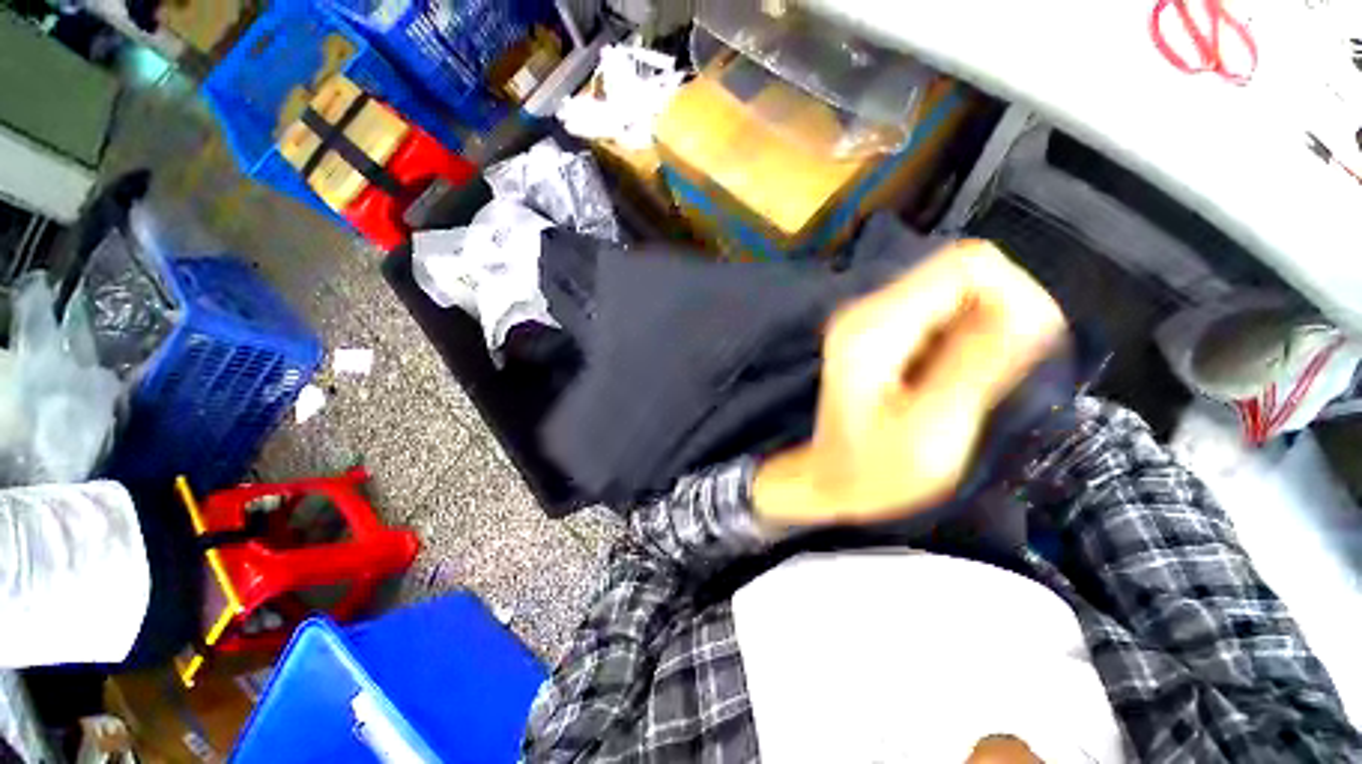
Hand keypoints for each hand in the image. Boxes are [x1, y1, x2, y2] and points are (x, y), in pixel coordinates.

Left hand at [752, 240, 1066, 528]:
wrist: (829, 478)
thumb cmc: (874, 470)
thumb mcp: (931, 430)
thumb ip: (976, 365)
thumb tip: (1032, 308)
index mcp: (876, 327)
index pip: (967, 265)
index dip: (1015, 295)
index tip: (1024, 350)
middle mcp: (868, 309)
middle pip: (963, 272)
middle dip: (1002, 315)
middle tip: (998, 376)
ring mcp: (872, 318)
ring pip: (957, 292)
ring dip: (985, 329)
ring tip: (971, 384)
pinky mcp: (881, 332)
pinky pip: (943, 314)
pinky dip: (964, 338)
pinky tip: (951, 379)